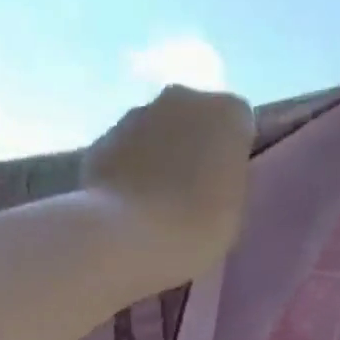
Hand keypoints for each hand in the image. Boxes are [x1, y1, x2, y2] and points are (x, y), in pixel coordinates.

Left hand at [82, 84, 254, 278]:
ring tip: (152, 210)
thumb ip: (227, 183)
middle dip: (190, 152)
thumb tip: (211, 179)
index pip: (239, 127)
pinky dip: (124, 174)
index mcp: (227, 113)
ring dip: (155, 161)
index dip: (230, 159)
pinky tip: (125, 211)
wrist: (123, 241)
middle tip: (188, 200)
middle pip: (193, 122)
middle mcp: (182, 98)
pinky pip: (122, 155)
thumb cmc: (193, 232)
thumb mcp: (234, 214)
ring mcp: (135, 114)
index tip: (223, 192)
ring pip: (153, 135)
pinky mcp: (100, 140)